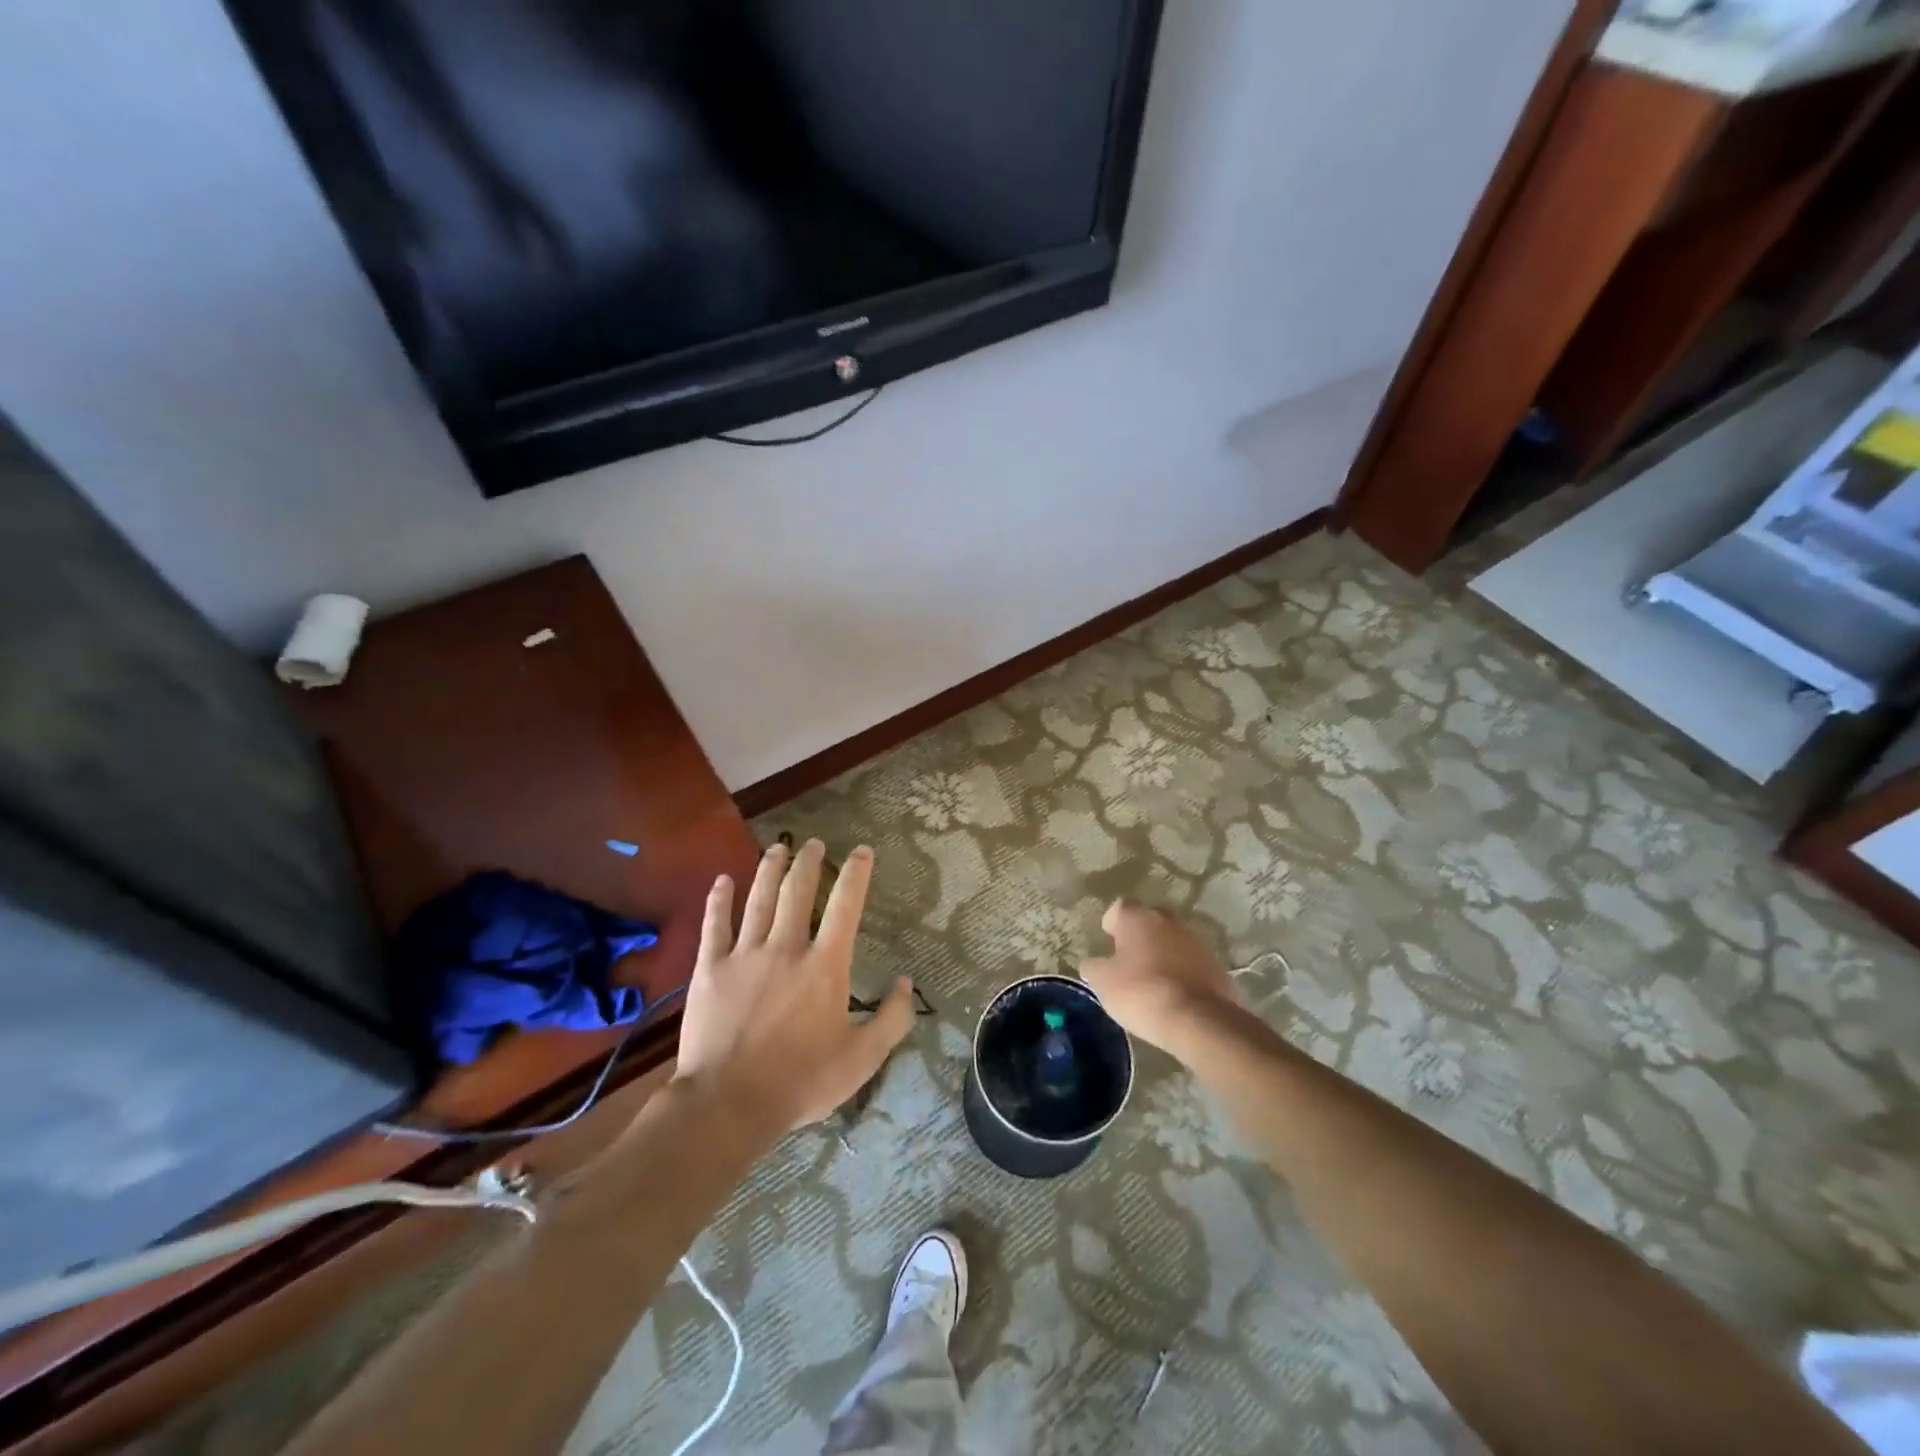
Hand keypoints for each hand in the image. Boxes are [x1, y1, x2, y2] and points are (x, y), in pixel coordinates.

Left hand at [673, 839, 915, 1134]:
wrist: (728, 1103)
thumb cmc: (801, 1082)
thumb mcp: (862, 1059)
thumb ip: (891, 1019)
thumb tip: (907, 983)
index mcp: (825, 966)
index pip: (846, 907)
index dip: (856, 874)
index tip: (861, 851)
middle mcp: (786, 948)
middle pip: (798, 892)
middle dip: (809, 862)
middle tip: (813, 843)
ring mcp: (745, 955)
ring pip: (759, 899)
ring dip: (770, 869)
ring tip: (778, 848)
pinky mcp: (711, 969)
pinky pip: (715, 925)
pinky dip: (719, 900)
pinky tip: (722, 880)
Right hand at [1080, 900, 1244, 1060]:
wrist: (1199, 1020)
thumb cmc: (1142, 993)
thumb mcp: (1103, 983)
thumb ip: (1094, 967)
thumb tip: (1094, 963)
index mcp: (1138, 917)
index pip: (1119, 908)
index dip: (1112, 925)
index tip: (1108, 944)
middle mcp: (1168, 920)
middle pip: (1148, 921)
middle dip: (1138, 937)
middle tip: (1128, 962)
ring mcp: (1196, 940)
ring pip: (1172, 940)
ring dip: (1162, 954)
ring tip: (1153, 982)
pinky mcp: (1216, 964)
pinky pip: (1191, 962)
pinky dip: (1182, 972)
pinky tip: (1175, 995)